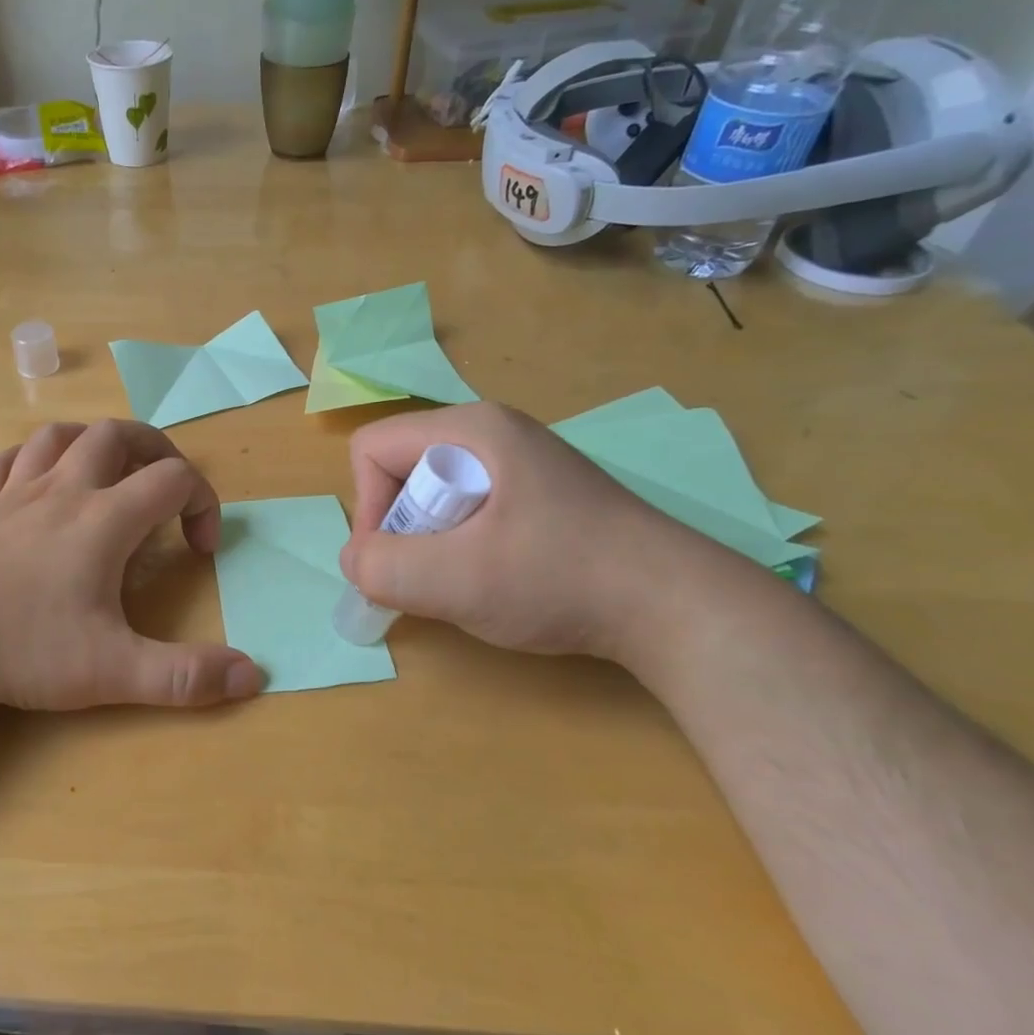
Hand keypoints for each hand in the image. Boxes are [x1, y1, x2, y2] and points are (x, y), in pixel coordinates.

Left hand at [0, 420, 263, 710]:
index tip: (201, 550)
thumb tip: (255, 674)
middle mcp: (62, 491)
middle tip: (167, 487)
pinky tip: (34, 484)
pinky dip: (31, 460)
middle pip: (118, 434)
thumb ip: (185, 676)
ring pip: (59, 435)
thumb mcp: (111, 672)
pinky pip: (6, 462)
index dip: (203, 504)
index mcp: (103, 519)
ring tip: (108, 473)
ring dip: (94, 443)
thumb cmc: (19, 647)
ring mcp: (12, 494)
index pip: (173, 479)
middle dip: (155, 449)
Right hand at [340, 402, 713, 659]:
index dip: (369, 507)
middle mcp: (492, 432)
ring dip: (433, 544)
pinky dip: (463, 548)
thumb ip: (384, 568)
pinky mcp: (538, 494)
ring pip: (434, 496)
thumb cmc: (560, 578)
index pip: (372, 449)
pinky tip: (499, 578)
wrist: (676, 606)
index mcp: (470, 428)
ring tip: (471, 581)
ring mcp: (520, 462)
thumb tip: (357, 562)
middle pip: (402, 471)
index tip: (398, 561)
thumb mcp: (457, 579)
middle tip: (439, 575)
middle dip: (404, 530)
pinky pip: (468, 511)